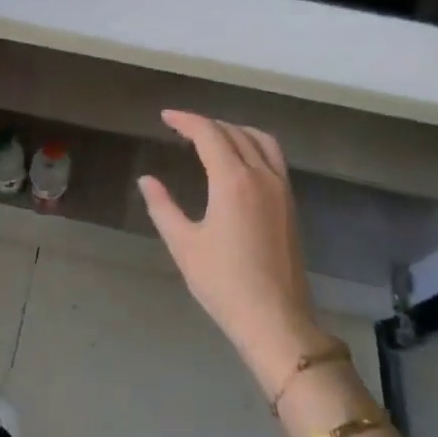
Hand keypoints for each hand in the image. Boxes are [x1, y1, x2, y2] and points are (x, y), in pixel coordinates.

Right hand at [138, 110, 335, 396]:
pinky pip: (274, 158)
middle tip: (181, 128)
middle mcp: (262, 175)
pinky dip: (254, 146)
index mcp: (233, 180)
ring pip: (261, 140)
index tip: (166, 117)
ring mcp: (281, 189)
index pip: (209, 134)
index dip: (186, 120)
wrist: (275, 319)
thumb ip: (162, 207)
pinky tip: (239, 162)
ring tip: (212, 137)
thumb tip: (147, 180)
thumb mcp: (184, 244)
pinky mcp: (290, 205)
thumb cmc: (223, 283)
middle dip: (207, 124)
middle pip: (235, 132)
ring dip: (235, 130)